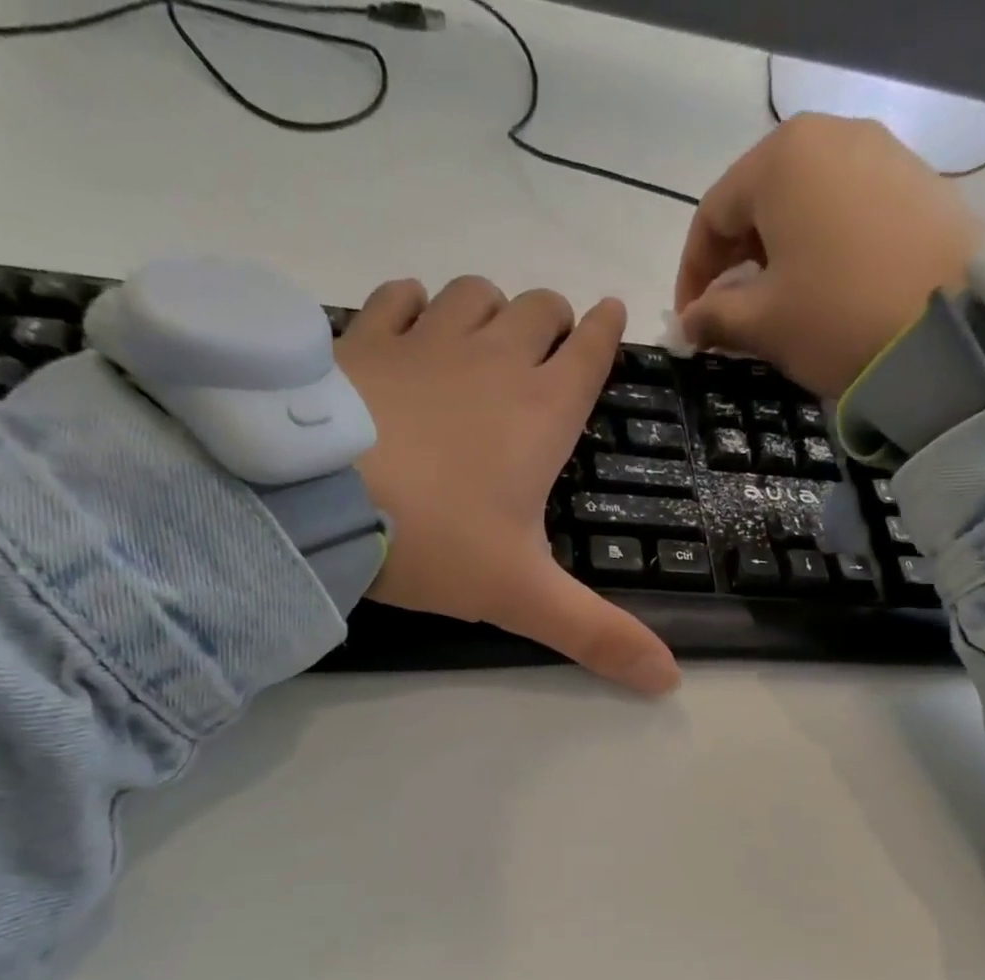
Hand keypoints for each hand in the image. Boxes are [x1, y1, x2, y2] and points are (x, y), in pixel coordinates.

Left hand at [334, 277, 679, 695]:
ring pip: (475, 295)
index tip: (613, 314)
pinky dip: (414, 304)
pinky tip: (410, 326)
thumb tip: (669, 680)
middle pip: (539, 310)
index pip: (591, 353)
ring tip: (483, 341)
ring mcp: (425, 340)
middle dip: (553, 322)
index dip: (608, 333)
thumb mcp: (522, 598)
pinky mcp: (364, 338)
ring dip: (489, 310)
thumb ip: (596, 635)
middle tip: (547, 352)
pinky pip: (399, 294)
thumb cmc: (435, 541)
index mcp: (541, 414)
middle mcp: (493, 361)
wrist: (315, 497)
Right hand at [675, 115, 984, 398]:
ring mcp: (881, 152)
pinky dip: (821, 246)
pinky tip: (824, 289)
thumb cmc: (835, 317)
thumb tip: (688, 324)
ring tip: (777, 305)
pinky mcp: (917, 181)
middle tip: (729, 314)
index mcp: (781, 159)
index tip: (690, 322)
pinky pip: (847, 209)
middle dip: (734, 261)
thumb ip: (713, 317)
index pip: (712, 214)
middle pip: (759, 201)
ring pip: (805, 204)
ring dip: (778, 255)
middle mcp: (830, 135)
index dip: (691, 273)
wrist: (949, 326)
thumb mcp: (762, 324)